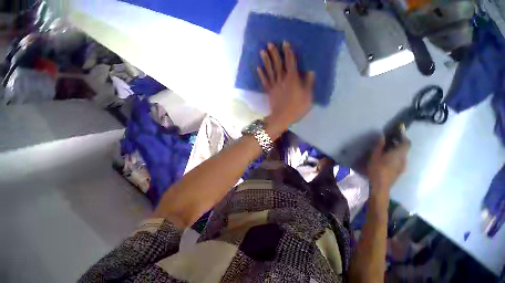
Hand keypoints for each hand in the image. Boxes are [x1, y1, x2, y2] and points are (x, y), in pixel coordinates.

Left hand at [257, 42, 314, 135]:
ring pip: (270, 70)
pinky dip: (261, 74)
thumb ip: (309, 83)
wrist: (282, 118)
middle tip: (269, 43)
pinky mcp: (269, 90)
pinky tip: (258, 67)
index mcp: (292, 79)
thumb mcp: (308, 96)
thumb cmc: (297, 107)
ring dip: (266, 60)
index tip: (285, 43)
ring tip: (262, 51)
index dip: (288, 52)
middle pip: (278, 64)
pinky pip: (265, 80)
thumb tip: (311, 71)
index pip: (291, 62)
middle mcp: (282, 79)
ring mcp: (274, 84)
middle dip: (274, 53)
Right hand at [367, 132, 410, 196]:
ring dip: (398, 151)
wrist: (379, 190)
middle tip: (392, 139)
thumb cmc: (378, 170)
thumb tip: (383, 136)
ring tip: (390, 149)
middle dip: (400, 143)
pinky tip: (389, 159)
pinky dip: (396, 158)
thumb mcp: (376, 155)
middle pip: (405, 149)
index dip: (403, 135)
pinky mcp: (399, 174)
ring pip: (402, 156)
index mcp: (400, 153)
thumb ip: (380, 144)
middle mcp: (404, 160)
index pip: (407, 142)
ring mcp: (402, 168)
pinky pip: (400, 162)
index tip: (398, 130)